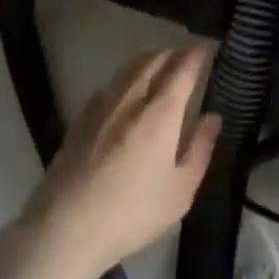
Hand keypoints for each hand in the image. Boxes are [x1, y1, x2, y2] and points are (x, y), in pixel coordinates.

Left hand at [21, 48, 220, 278]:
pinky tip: (126, 90)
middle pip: (153, 61)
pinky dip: (125, 77)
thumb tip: (213, 117)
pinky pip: (109, 85)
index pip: (182, 69)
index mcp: (160, 113)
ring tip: (159, 65)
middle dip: (172, 53)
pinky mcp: (80, 119)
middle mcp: (131, 99)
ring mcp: (101, 106)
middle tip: (186, 56)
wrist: (65, 229)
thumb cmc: (132, 213)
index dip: (196, 55)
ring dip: (148, 60)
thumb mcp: (181, 190)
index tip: (207, 49)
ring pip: (128, 69)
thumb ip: (200, 148)